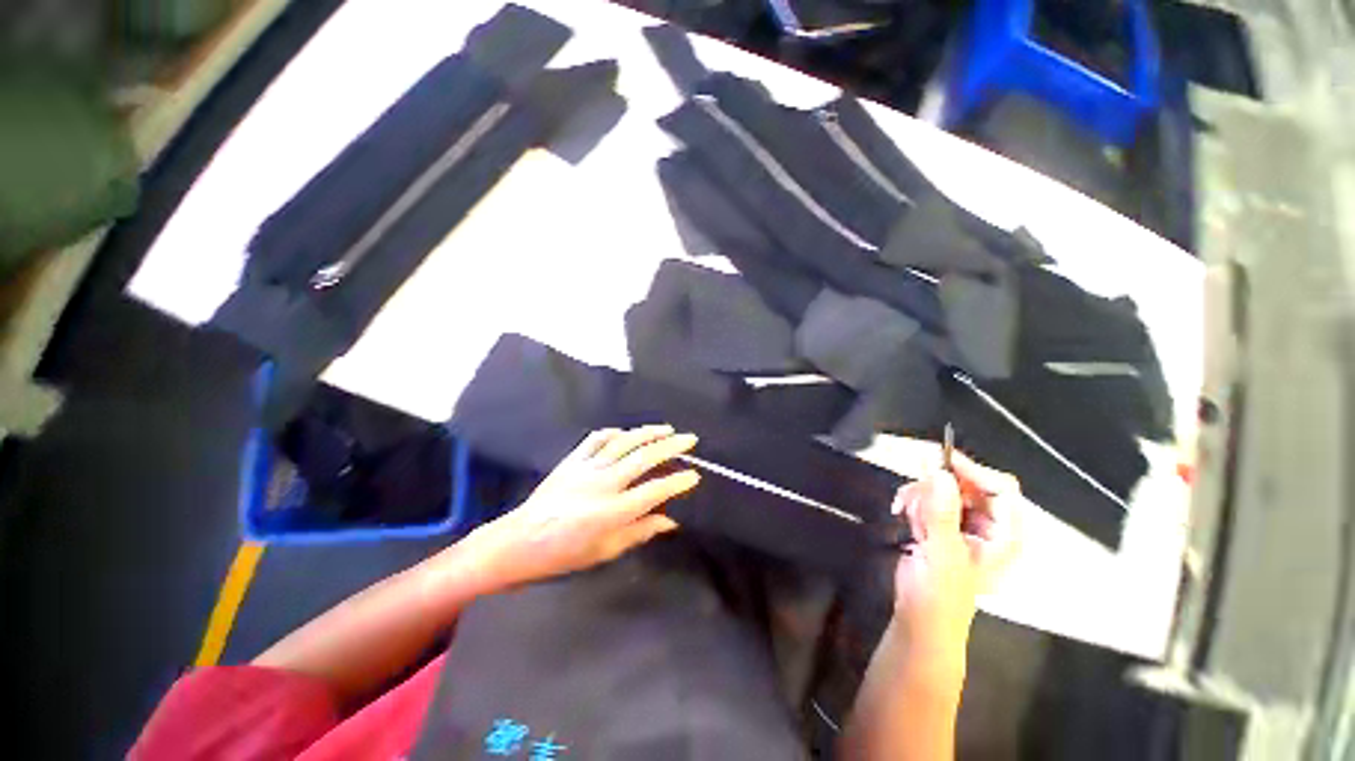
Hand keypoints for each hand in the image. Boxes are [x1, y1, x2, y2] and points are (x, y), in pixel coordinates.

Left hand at [466, 425, 700, 590]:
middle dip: (671, 446)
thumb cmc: (564, 554)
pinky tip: (626, 433)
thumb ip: (640, 532)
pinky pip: (596, 439)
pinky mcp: (572, 460)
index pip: (654, 491)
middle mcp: (603, 484)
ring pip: (624, 442)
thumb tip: (670, 521)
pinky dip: (614, 433)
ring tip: (667, 429)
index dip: (677, 482)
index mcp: (612, 512)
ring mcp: (586, 468)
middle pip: (643, 458)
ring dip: (648, 433)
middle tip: (690, 439)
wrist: (519, 541)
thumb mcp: (605, 551)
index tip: (694, 475)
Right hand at [890, 452, 1021, 662]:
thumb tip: (941, 472)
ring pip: (943, 487)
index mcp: (1006, 535)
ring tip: (907, 515)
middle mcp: (988, 524)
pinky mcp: (940, 523)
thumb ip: (943, 512)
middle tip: (913, 496)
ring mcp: (962, 523)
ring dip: (919, 496)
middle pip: (968, 484)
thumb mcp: (943, 553)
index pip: (1001, 489)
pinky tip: (902, 515)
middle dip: (936, 487)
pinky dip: (911, 501)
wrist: (918, 616)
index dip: (974, 472)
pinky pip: (926, 496)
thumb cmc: (941, 594)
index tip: (940, 461)